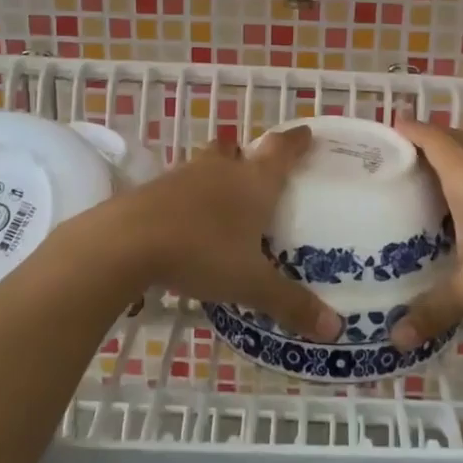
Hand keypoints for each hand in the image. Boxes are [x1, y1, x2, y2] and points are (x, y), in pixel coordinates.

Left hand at [107, 126, 343, 342]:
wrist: (127, 241)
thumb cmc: (202, 252)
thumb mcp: (251, 283)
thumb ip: (290, 303)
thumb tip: (335, 329)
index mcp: (253, 182)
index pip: (281, 151)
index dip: (296, 141)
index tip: (307, 132)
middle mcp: (221, 170)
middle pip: (237, 150)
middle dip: (248, 156)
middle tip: (256, 173)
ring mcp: (183, 176)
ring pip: (206, 165)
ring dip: (216, 175)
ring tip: (222, 201)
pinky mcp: (152, 189)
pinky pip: (179, 186)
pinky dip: (188, 198)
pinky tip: (187, 223)